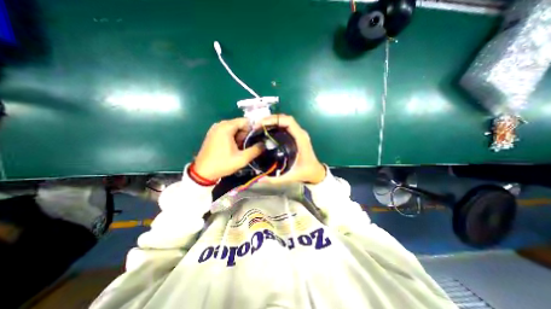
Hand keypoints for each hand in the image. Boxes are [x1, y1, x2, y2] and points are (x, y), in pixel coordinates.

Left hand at [193, 118, 263, 180]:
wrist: (202, 172)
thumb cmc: (222, 164)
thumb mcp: (242, 159)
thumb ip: (255, 150)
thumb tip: (264, 144)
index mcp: (226, 127)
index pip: (245, 121)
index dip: (253, 129)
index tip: (257, 138)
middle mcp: (220, 124)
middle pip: (239, 124)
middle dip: (246, 134)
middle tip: (248, 146)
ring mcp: (215, 128)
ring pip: (234, 128)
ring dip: (240, 136)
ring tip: (241, 148)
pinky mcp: (213, 134)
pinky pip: (227, 131)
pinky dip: (233, 137)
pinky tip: (234, 147)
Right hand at [255, 115, 325, 184]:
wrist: (315, 172)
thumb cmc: (306, 172)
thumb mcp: (291, 176)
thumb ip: (275, 179)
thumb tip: (259, 179)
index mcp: (301, 139)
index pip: (289, 122)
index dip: (275, 120)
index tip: (262, 124)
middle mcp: (300, 133)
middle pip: (285, 119)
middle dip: (271, 119)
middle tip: (257, 125)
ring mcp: (298, 134)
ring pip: (285, 121)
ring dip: (272, 121)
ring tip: (259, 127)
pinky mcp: (296, 136)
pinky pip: (285, 126)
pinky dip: (275, 125)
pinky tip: (267, 131)